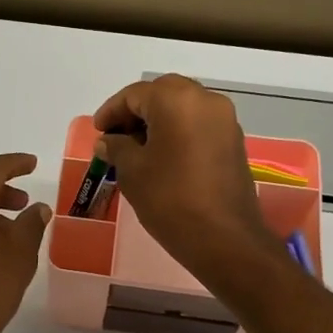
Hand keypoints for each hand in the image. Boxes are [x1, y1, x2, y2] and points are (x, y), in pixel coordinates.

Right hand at [93, 75, 278, 285]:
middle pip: (162, 93)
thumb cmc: (169, 199)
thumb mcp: (132, 171)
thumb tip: (108, 141)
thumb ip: (116, 147)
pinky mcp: (233, 141)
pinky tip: (162, 156)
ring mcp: (224, 120)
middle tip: (116, 136)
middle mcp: (206, 100)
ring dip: (158, 121)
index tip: (98, 132)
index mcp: (177, 100)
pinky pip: (199, 124)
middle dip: (136, 111)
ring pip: (183, 107)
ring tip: (136, 148)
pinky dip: (178, 131)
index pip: (135, 94)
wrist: (223, 238)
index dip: (111, 111)